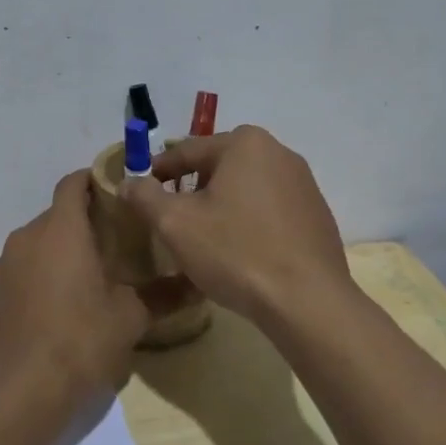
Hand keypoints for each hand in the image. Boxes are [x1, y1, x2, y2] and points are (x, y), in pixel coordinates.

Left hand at [0, 170, 149, 399]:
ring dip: (62, 251)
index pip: (73, 183)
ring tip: (90, 278)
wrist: (16, 394)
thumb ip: (163, 294)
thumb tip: (197, 284)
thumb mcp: (129, 318)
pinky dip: (41, 276)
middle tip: (117, 244)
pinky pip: (22, 270)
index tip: (120, 192)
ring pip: (38, 244)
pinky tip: (59, 309)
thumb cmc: (79, 342)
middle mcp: (27, 238)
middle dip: (85, 222)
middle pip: (57, 215)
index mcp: (61, 231)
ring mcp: (3, 266)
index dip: (95, 180)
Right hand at [120, 125, 352, 324]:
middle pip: (219, 165)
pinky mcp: (316, 213)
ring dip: (221, 204)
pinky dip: (249, 220)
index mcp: (245, 143)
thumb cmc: (235, 252)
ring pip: (246, 186)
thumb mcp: (176, 224)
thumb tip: (129, 182)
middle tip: (171, 218)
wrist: (306, 301)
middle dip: (191, 188)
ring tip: (204, 236)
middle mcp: (279, 151)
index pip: (186, 151)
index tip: (139, 192)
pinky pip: (270, 208)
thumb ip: (145, 196)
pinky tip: (240, 250)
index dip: (157, 172)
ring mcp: (303, 183)